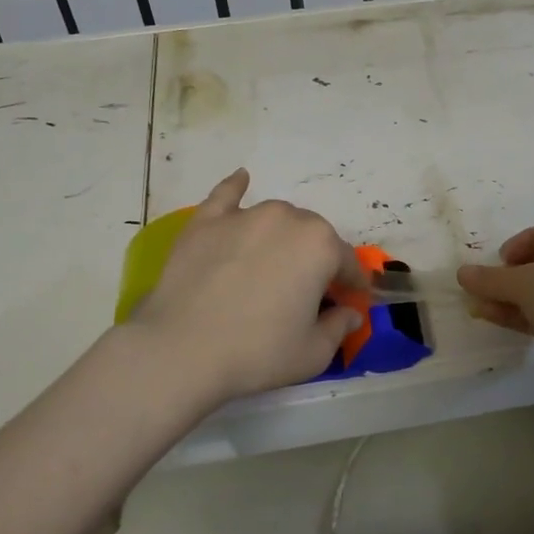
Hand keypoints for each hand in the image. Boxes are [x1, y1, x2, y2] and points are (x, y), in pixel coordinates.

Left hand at [128, 169, 366, 405]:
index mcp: (320, 246)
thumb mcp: (313, 353)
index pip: (347, 262)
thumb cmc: (258, 353)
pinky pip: (227, 196)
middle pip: (312, 236)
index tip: (350, 300)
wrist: (181, 350)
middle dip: (316, 259)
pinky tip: (242, 180)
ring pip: (276, 218)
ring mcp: (243, 216)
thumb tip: (350, 313)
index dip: (352, 284)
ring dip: (283, 236)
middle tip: (305, 291)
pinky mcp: (205, 222)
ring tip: (273, 262)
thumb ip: (338, 328)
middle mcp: (287, 219)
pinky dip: (237, 189)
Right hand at [457, 218, 533, 392]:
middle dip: (508, 277)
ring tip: (476, 307)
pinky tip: (493, 319)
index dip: (519, 243)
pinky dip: (521, 316)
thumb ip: (491, 279)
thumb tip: (462, 273)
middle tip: (482, 289)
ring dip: (510, 299)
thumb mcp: (526, 283)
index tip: (499, 261)